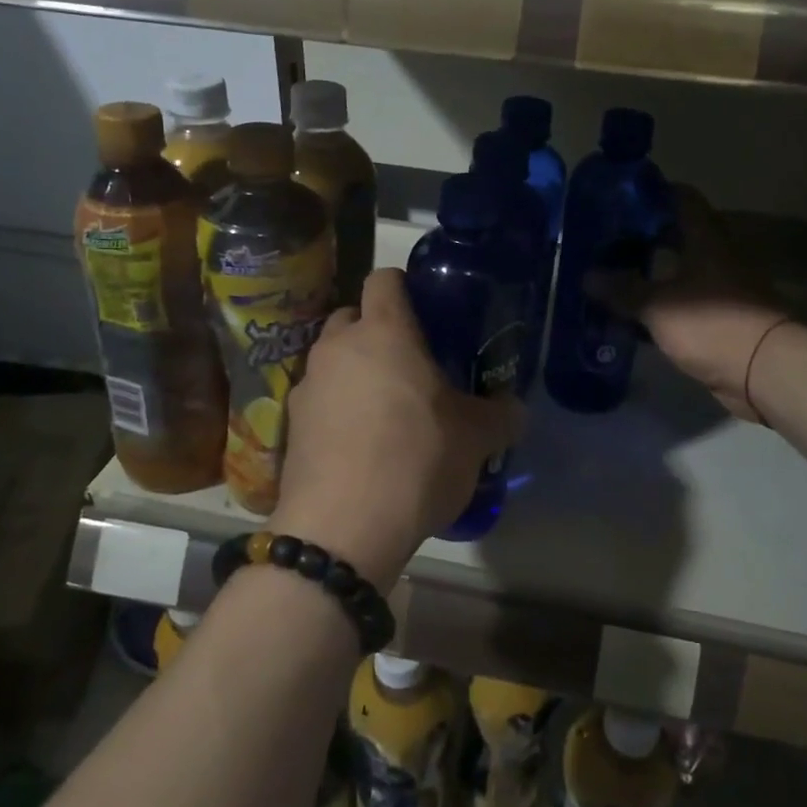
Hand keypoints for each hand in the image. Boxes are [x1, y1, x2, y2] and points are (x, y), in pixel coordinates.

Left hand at [272, 269, 524, 590]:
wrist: (342, 528)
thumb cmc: (417, 460)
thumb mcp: (476, 439)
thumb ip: (500, 415)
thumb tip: (516, 410)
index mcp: (384, 332)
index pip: (385, 278)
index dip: (405, 288)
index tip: (427, 315)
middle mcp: (337, 348)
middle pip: (352, 317)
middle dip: (377, 332)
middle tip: (411, 367)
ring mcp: (307, 386)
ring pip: (333, 361)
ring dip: (355, 373)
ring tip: (385, 412)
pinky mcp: (290, 426)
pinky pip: (319, 401)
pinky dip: (336, 411)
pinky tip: (360, 448)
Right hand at [594, 188, 788, 422]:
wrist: (763, 370)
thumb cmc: (711, 324)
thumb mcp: (658, 306)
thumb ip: (623, 290)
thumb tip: (587, 276)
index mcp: (707, 240)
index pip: (683, 200)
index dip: (655, 193)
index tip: (623, 197)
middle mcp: (717, 257)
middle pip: (680, 236)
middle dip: (646, 237)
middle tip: (608, 241)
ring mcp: (722, 289)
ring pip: (680, 272)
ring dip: (652, 274)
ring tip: (613, 276)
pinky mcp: (721, 320)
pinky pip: (684, 303)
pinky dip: (661, 305)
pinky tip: (634, 314)